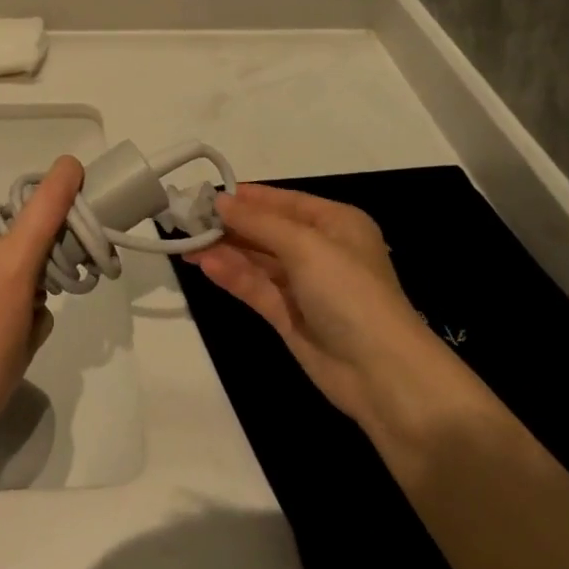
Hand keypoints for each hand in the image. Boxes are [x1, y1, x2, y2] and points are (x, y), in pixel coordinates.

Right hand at [185, 184, 441, 438]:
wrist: (381, 373)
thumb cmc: (349, 291)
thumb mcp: (305, 245)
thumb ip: (257, 222)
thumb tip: (219, 200)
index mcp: (335, 223)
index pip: (283, 201)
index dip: (247, 197)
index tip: (206, 194)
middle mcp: (320, 250)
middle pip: (267, 230)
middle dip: (230, 225)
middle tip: (186, 220)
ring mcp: (304, 286)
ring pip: (257, 260)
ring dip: (225, 250)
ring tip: (186, 244)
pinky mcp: (289, 317)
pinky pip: (256, 288)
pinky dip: (232, 276)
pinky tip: (205, 265)